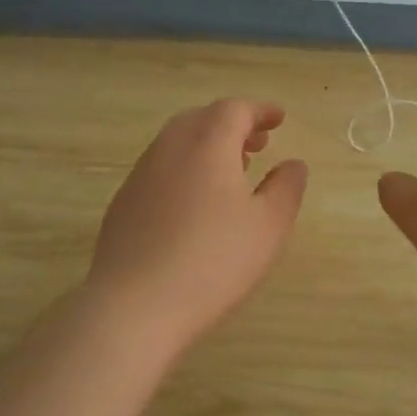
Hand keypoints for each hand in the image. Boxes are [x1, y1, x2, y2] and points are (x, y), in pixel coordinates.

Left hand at [86, 99, 308, 351]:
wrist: (135, 305)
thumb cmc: (213, 261)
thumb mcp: (268, 226)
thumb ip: (286, 188)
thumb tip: (293, 164)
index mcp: (207, 144)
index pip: (234, 110)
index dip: (260, 110)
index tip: (279, 119)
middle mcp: (169, 149)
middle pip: (201, 119)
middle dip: (232, 125)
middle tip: (257, 144)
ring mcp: (140, 175)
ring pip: (176, 144)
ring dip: (207, 146)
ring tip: (231, 172)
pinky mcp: (123, 203)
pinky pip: (160, 169)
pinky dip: (184, 169)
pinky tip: (195, 204)